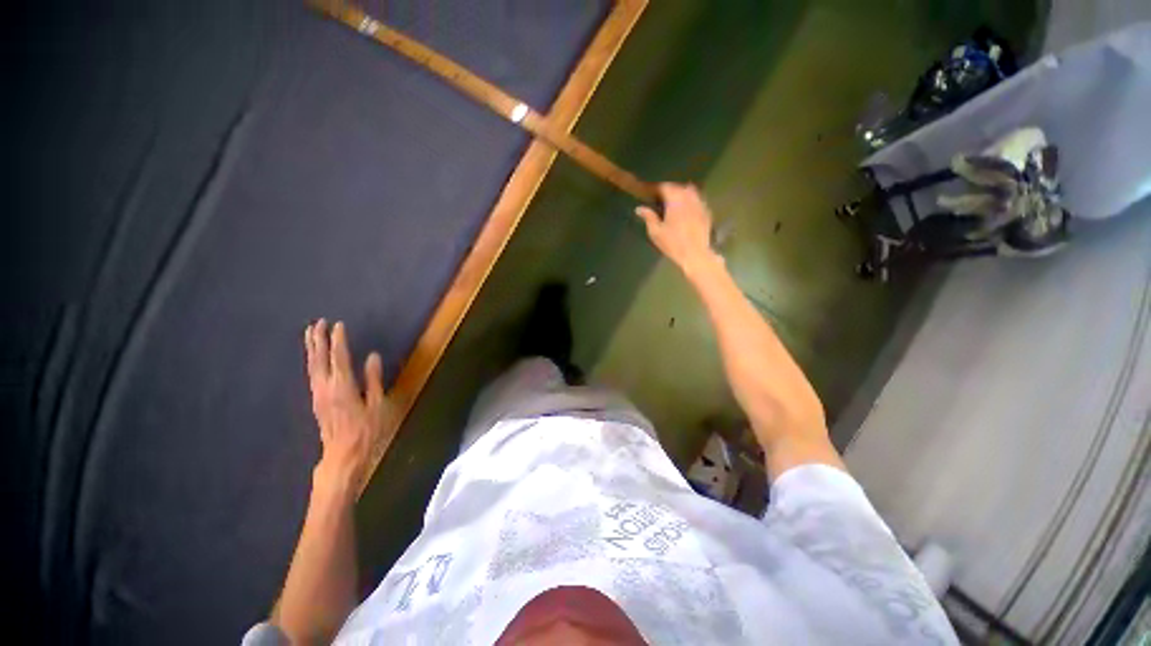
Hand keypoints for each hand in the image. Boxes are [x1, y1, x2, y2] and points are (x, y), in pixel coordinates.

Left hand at [304, 319, 386, 492]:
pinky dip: (312, 361)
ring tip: (310, 334)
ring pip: (312, 366)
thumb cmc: (366, 430)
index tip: (338, 324)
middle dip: (318, 340)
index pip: (339, 357)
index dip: (338, 340)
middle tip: (317, 322)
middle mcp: (325, 387)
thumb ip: (374, 379)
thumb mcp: (377, 404)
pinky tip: (314, 359)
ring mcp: (318, 394)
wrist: (342, 455)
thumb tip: (372, 356)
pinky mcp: (316, 400)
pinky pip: (312, 374)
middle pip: (319, 359)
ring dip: (311, 348)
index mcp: (343, 386)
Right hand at [635, 183, 721, 276]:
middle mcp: (689, 196)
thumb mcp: (656, 232)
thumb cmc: (673, 243)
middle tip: (659, 199)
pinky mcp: (706, 211)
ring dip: (680, 194)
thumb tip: (639, 208)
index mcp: (675, 199)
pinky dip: (690, 201)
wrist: (695, 254)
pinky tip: (685, 210)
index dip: (655, 189)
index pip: (664, 186)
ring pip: (689, 191)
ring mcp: (700, 203)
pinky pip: (697, 200)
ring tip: (673, 203)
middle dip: (668, 191)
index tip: (649, 194)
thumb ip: (648, 217)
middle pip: (677, 187)